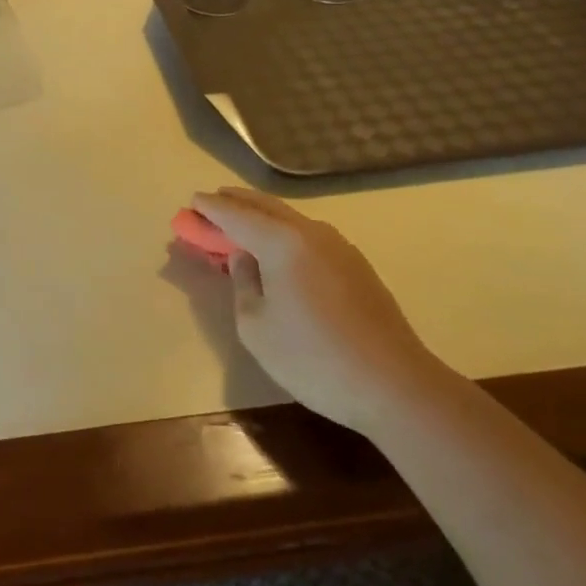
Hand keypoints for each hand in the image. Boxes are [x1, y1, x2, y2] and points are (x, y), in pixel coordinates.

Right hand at [191, 187, 448, 428]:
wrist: (393, 384)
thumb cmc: (313, 358)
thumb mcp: (256, 327)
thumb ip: (243, 284)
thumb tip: (245, 259)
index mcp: (282, 241)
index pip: (236, 215)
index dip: (211, 208)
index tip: (192, 202)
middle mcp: (310, 232)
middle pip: (265, 207)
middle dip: (235, 203)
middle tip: (212, 203)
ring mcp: (338, 246)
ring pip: (290, 219)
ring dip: (261, 216)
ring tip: (241, 221)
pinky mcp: (356, 265)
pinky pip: (308, 235)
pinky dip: (283, 232)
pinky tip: (278, 246)